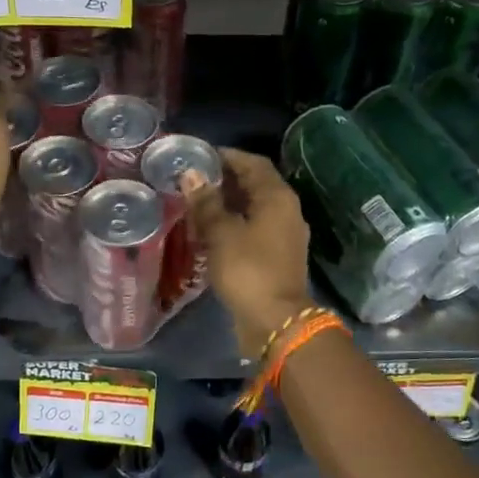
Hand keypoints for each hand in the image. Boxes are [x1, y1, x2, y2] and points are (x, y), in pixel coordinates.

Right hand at [185, 149, 316, 359]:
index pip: (253, 163)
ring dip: (227, 204)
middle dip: (224, 180)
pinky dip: (233, 224)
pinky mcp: (277, 256)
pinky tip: (210, 231)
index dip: (227, 156)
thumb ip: (206, 203)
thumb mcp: (221, 234)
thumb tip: (192, 175)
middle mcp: (286, 211)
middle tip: (192, 180)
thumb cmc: (248, 270)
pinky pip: (253, 229)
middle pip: (255, 185)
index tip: (199, 156)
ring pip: (253, 209)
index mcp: (277, 198)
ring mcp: (284, 235)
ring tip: (196, 204)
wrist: (276, 321)